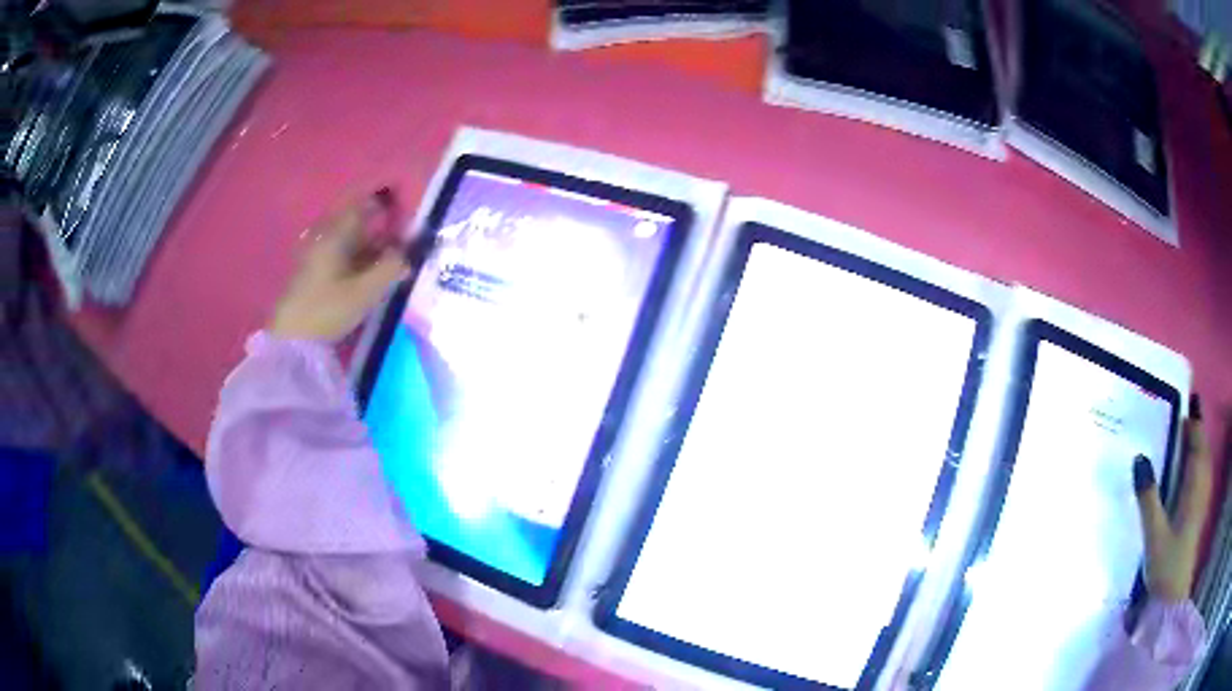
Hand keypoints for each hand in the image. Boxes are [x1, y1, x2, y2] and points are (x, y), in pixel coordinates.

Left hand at [269, 190, 409, 341]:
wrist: (290, 340)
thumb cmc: (327, 309)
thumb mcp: (366, 290)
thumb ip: (391, 267)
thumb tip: (407, 254)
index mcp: (335, 231)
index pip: (360, 199)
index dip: (382, 195)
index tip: (403, 200)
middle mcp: (324, 236)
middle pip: (356, 218)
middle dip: (381, 222)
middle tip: (405, 236)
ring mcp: (316, 254)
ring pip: (349, 238)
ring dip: (372, 243)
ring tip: (393, 258)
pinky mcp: (313, 273)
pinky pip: (341, 254)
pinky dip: (359, 257)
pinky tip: (371, 273)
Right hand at [1134, 394, 1213, 601]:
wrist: (1171, 599)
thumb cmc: (1166, 564)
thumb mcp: (1154, 534)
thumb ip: (1148, 497)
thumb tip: (1140, 458)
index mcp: (1194, 485)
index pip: (1197, 441)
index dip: (1193, 420)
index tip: (1184, 401)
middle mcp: (1201, 486)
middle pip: (1202, 448)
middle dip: (1195, 430)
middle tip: (1181, 416)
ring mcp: (1201, 501)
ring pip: (1203, 463)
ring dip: (1196, 447)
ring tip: (1184, 439)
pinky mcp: (1198, 514)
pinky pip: (1201, 477)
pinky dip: (1196, 465)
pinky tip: (1187, 473)